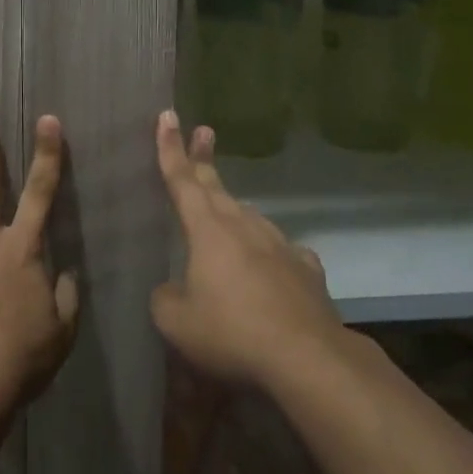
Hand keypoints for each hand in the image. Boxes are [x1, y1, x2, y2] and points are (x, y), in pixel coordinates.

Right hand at [150, 111, 341, 387]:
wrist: (307, 358)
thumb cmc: (232, 332)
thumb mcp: (176, 322)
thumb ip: (165, 298)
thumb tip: (172, 289)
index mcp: (208, 230)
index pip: (182, 180)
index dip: (170, 148)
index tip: (168, 116)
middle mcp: (244, 226)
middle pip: (217, 187)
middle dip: (203, 159)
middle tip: (203, 131)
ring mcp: (280, 245)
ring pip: (249, 217)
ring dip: (233, 208)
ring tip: (224, 213)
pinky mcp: (306, 269)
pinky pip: (280, 251)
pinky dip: (268, 251)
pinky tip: (271, 263)